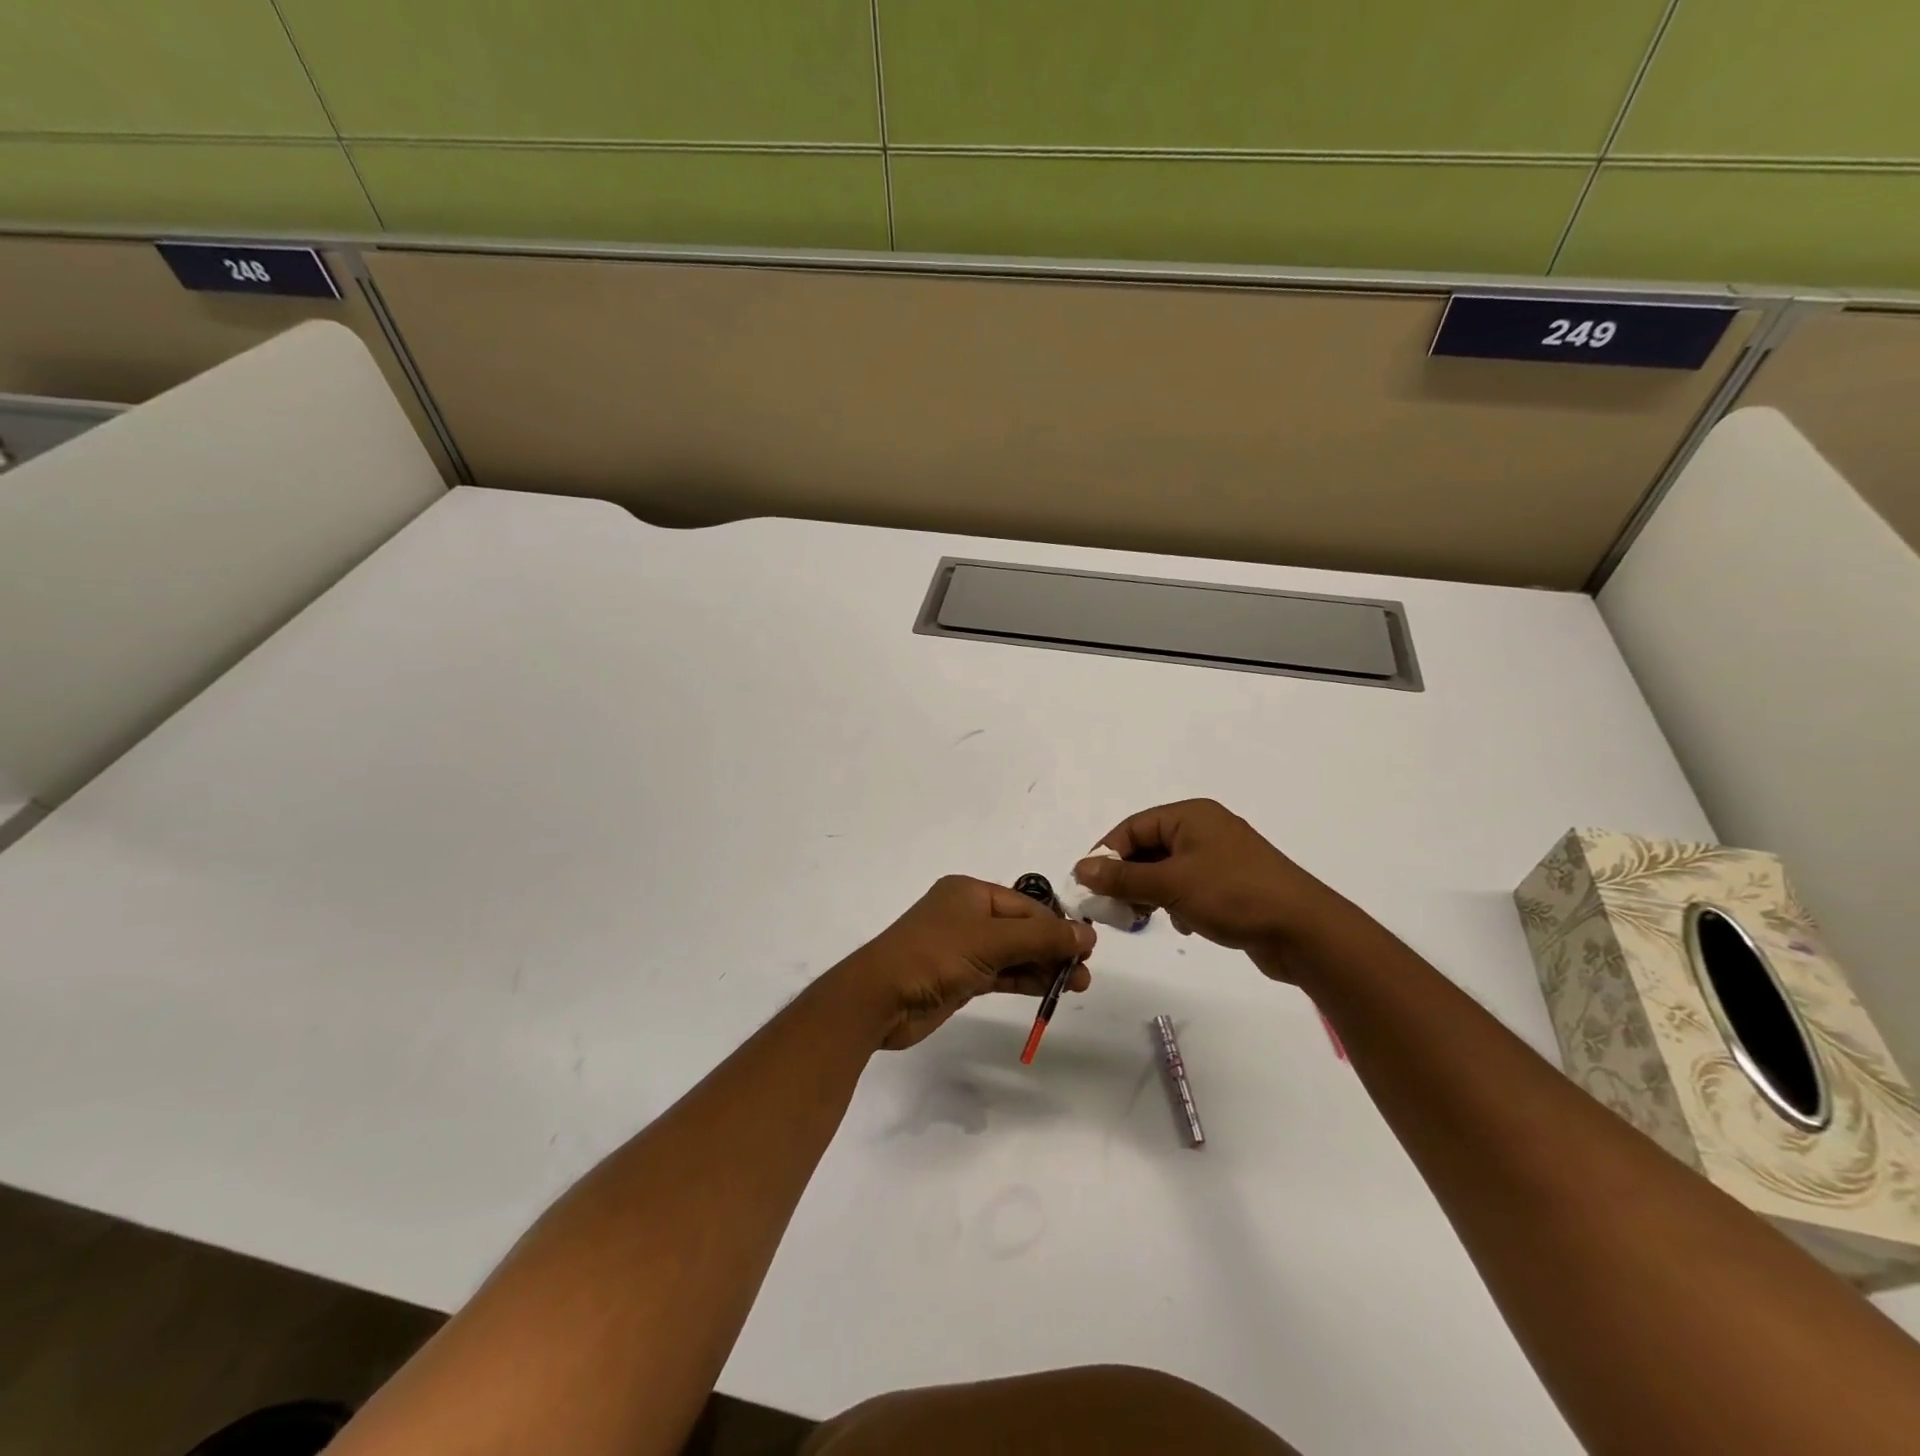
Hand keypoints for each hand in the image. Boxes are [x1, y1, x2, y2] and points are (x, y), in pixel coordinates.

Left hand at [833, 876, 1095, 1050]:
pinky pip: (1001, 973)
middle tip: (1085, 974)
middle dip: (1054, 948)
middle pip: (1022, 927)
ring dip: (1044, 966)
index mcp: (970, 892)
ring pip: (1014, 952)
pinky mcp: (960, 977)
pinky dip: (1024, 980)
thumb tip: (1086, 934)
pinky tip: (1049, 991)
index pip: (1026, 904)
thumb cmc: (934, 955)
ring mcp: (963, 947)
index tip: (1088, 948)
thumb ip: (1041, 937)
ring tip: (1078, 985)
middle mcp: (967, 914)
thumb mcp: (990, 941)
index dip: (1058, 924)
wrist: (880, 998)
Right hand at [1073, 799, 1368, 983]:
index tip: (1088, 885)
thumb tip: (1082, 868)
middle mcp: (1204, 830)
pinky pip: (1188, 888)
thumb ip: (1123, 877)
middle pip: (1148, 848)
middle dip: (1128, 878)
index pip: (1133, 827)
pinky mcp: (1231, 886)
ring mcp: (1220, 858)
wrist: (1304, 931)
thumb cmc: (1234, 895)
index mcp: (1191, 816)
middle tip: (1112, 907)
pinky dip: (1177, 904)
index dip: (1107, 854)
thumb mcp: (1171, 884)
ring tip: (1143, 918)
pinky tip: (1183, 924)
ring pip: (1167, 871)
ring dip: (1151, 893)